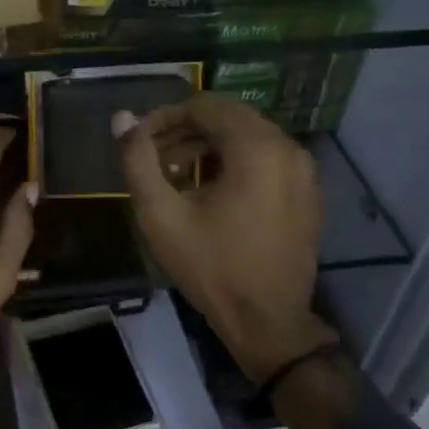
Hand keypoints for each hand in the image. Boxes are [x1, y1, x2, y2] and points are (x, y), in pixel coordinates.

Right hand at [114, 95, 335, 384]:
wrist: (267, 322)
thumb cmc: (211, 267)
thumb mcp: (161, 214)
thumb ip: (137, 160)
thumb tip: (122, 118)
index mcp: (256, 148)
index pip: (204, 106)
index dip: (165, 116)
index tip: (139, 140)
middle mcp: (287, 148)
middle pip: (228, 116)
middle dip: (185, 128)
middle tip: (153, 154)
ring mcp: (303, 170)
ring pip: (247, 135)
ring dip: (207, 144)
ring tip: (173, 170)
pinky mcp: (306, 190)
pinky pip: (265, 156)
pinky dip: (233, 159)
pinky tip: (207, 186)